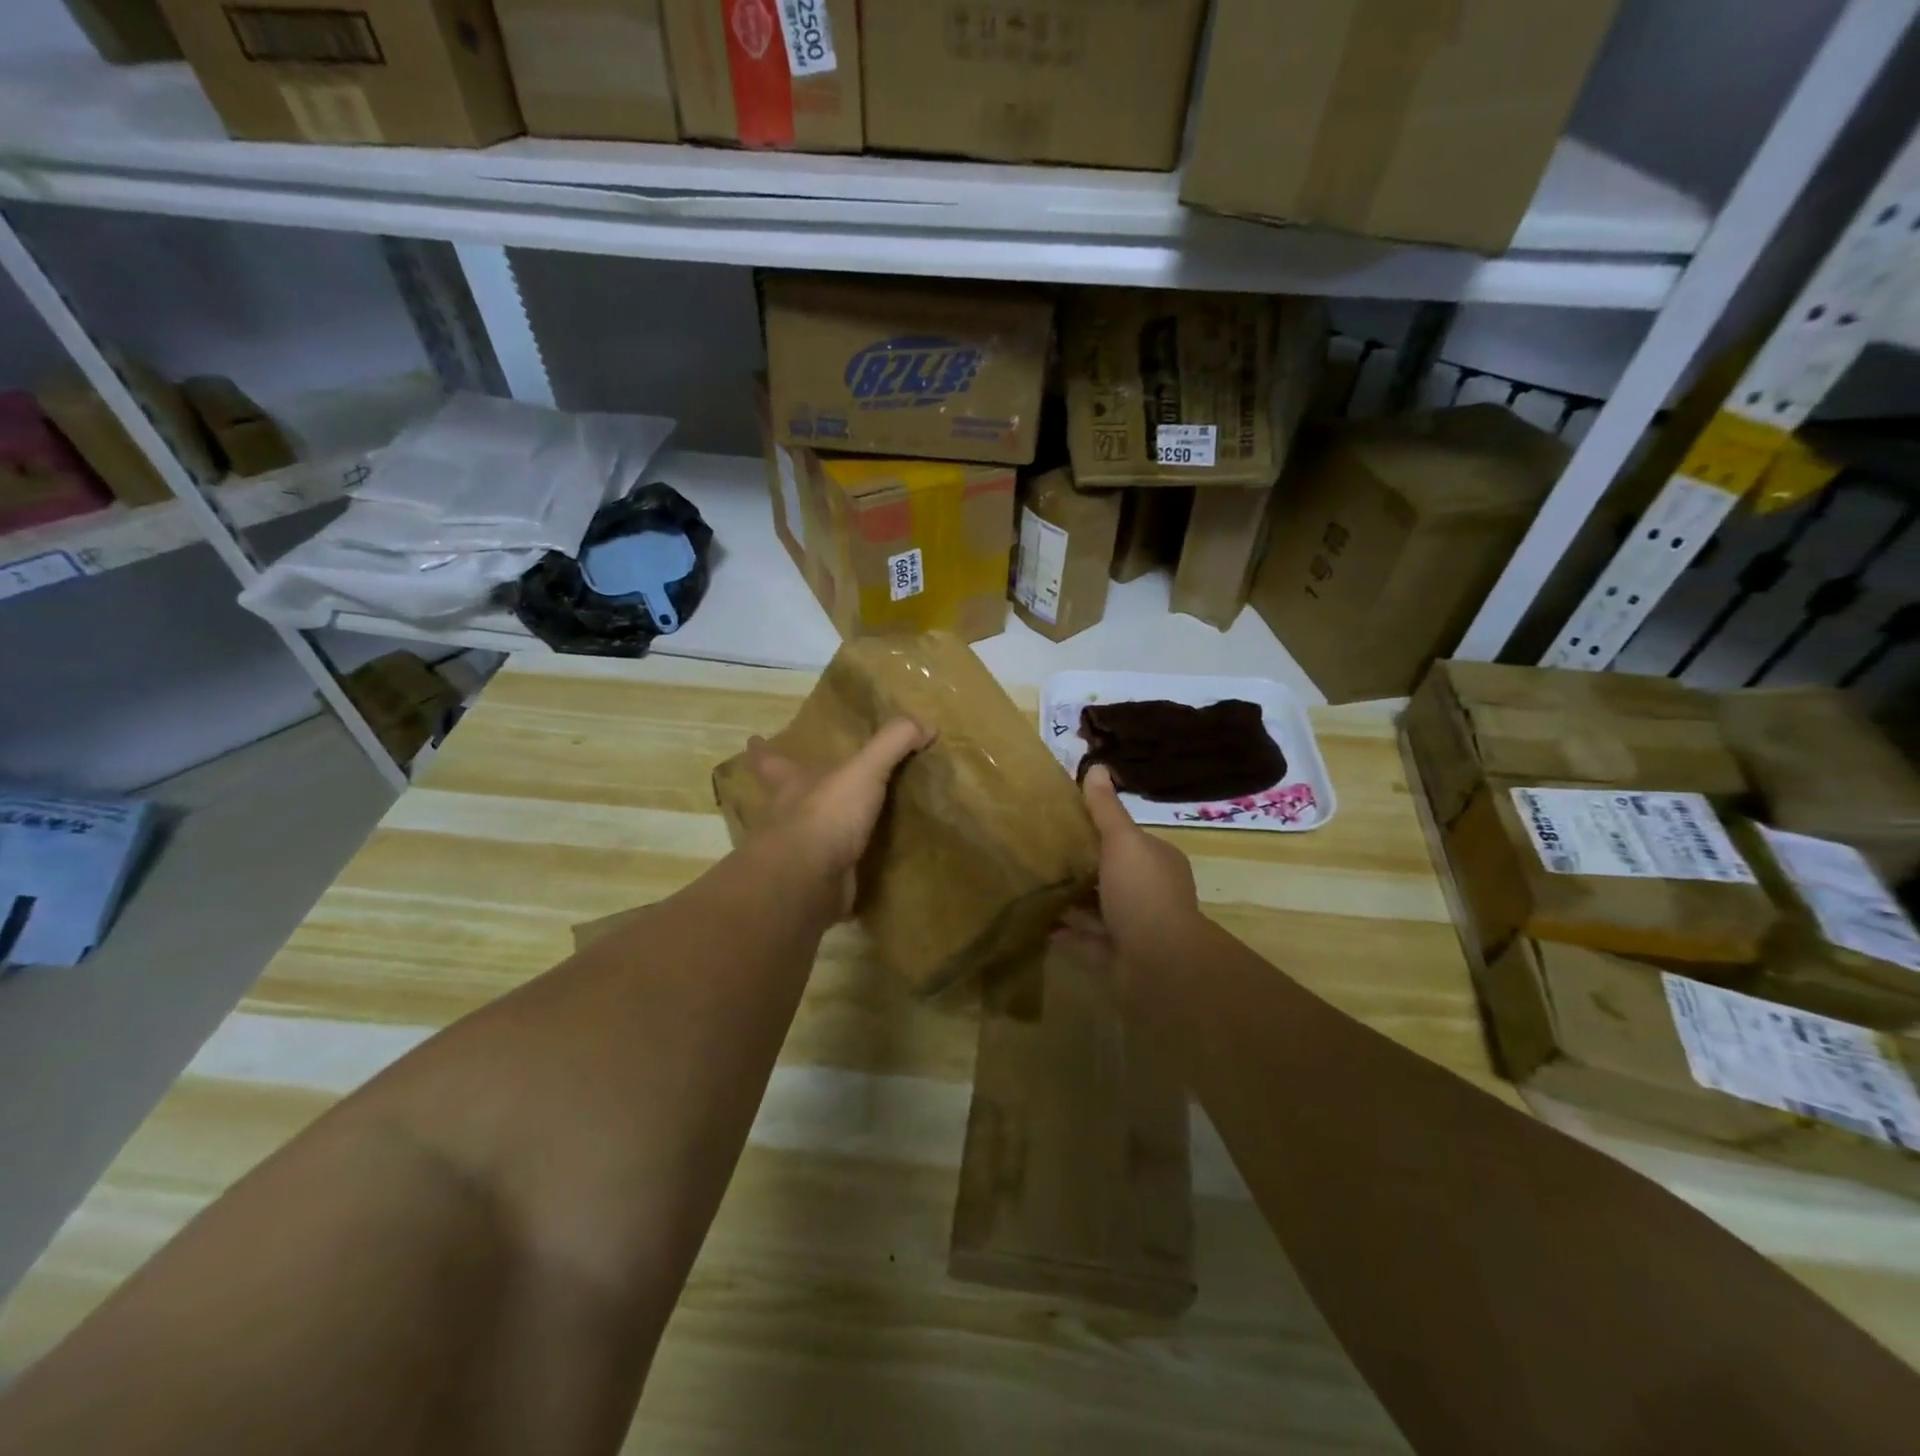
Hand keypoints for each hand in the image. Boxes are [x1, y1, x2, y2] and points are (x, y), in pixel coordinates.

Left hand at [742, 718, 929, 917]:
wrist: (807, 881)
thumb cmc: (825, 815)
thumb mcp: (863, 770)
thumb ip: (892, 743)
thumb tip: (925, 724)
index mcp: (791, 785)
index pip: (770, 761)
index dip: (762, 750)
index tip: (752, 739)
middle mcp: (787, 818)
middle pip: (783, 800)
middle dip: (791, 795)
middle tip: (806, 790)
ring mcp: (798, 855)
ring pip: (807, 838)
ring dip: (823, 834)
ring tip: (850, 830)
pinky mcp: (815, 885)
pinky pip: (834, 873)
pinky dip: (847, 872)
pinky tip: (867, 872)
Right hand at [1054, 765, 1202, 1002]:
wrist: (1158, 963)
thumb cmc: (1142, 892)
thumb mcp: (1123, 841)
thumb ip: (1106, 809)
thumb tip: (1096, 766)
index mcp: (1157, 862)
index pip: (1128, 840)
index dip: (1100, 830)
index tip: (1064, 821)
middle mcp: (1150, 893)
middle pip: (1111, 874)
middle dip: (1082, 866)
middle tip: (1042, 852)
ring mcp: (1134, 927)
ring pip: (1098, 908)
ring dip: (1072, 900)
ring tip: (1034, 883)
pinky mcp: (1116, 956)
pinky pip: (1085, 939)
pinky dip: (1065, 932)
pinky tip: (1038, 921)